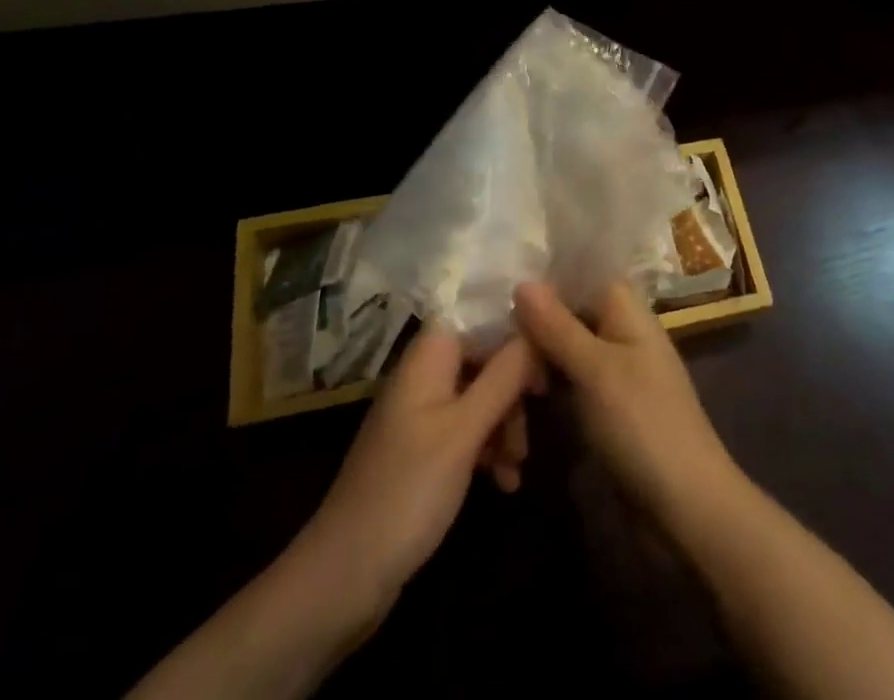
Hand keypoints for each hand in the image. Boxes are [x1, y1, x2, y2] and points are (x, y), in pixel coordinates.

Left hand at [287, 330, 538, 629]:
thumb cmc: (408, 491)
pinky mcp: (423, 451)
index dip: (516, 330)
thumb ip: (504, 375)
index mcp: (428, 357)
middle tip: (536, 420)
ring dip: (505, 424)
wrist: (343, 578)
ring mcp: (422, 414)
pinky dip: (489, 449)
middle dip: (514, 387)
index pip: (479, 315)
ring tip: (518, 465)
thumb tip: (537, 326)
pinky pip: (467, 431)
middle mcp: (425, 375)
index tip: (550, 355)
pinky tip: (505, 481)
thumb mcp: (464, 431)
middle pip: (484, 357)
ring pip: (480, 396)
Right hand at [513, 281, 742, 525]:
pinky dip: (549, 387)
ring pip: (567, 350)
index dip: (546, 279)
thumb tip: (523, 281)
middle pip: (571, 312)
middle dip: (534, 325)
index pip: (583, 274)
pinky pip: (572, 383)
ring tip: (501, 377)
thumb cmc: (643, 425)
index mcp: (628, 311)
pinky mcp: (609, 409)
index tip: (501, 289)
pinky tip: (520, 402)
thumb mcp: (596, 371)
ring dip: (537, 361)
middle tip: (490, 344)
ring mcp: (617, 372)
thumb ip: (559, 325)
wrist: (687, 508)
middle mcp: (623, 333)